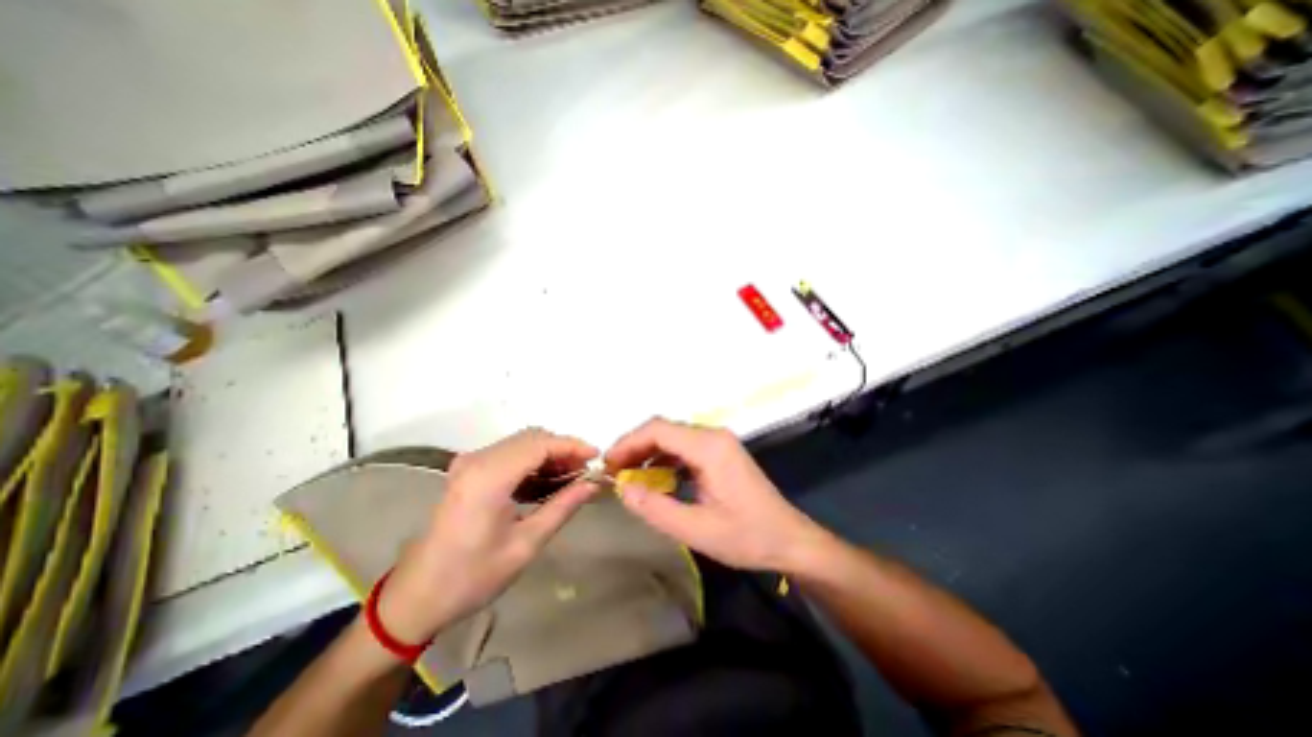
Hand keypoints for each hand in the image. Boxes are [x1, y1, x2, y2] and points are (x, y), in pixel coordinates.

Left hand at [373, 427, 596, 644]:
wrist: (416, 597)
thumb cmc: (472, 577)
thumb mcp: (525, 544)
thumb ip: (562, 507)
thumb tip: (593, 484)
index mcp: (490, 477)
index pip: (541, 444)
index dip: (572, 445)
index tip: (597, 457)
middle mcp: (478, 460)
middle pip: (532, 437)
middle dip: (563, 449)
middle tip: (586, 470)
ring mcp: (470, 463)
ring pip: (521, 443)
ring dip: (549, 454)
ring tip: (572, 476)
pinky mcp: (468, 470)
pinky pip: (509, 453)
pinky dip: (532, 461)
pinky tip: (547, 481)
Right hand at [604, 416, 827, 572]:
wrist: (790, 540)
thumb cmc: (747, 537)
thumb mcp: (697, 530)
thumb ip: (656, 509)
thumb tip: (622, 489)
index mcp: (709, 447)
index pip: (658, 429)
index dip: (628, 443)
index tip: (607, 465)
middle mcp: (713, 436)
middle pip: (664, 430)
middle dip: (635, 448)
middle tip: (613, 473)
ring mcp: (718, 443)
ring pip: (673, 437)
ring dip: (648, 453)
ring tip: (628, 477)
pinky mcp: (720, 453)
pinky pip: (684, 448)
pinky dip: (664, 459)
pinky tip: (655, 478)